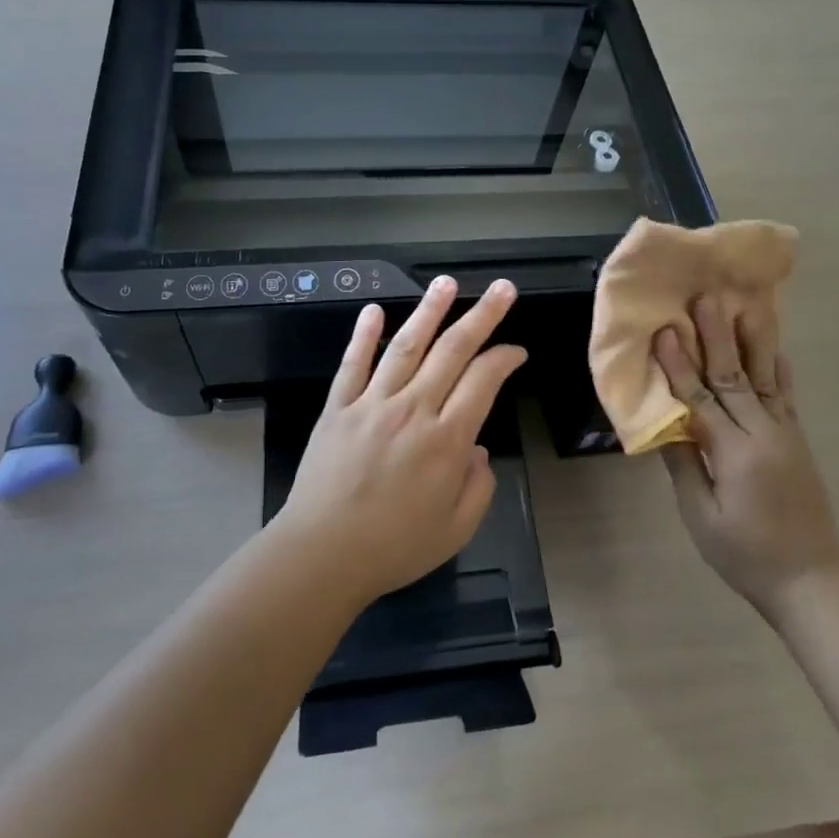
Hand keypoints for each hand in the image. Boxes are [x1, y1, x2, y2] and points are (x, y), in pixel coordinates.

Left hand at [276, 277, 527, 606]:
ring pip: (406, 346)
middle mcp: (413, 410)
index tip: (516, 351)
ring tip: (446, 282)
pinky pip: (353, 365)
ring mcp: (372, 404)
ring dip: (429, 311)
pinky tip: (374, 310)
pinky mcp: (338, 409)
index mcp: (446, 440)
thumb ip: (478, 486)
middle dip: (482, 316)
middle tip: (502, 288)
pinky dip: (364, 336)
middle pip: (452, 351)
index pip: (483, 381)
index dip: (504, 359)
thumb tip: (477, 450)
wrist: (322, 555)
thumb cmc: (394, 547)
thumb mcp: (456, 530)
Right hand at [655, 295, 838, 618]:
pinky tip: (776, 347)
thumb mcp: (702, 517)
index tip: (665, 330)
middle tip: (705, 298)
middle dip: (716, 335)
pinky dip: (779, 368)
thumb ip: (683, 465)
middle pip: (734, 377)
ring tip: (745, 304)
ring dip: (751, 339)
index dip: (680, 365)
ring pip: (765, 377)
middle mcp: (763, 434)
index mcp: (734, 454)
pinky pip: (786, 396)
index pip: (700, 399)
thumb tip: (665, 422)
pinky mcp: (797, 440)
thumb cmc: (745, 555)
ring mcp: (786, 434)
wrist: (811, 579)